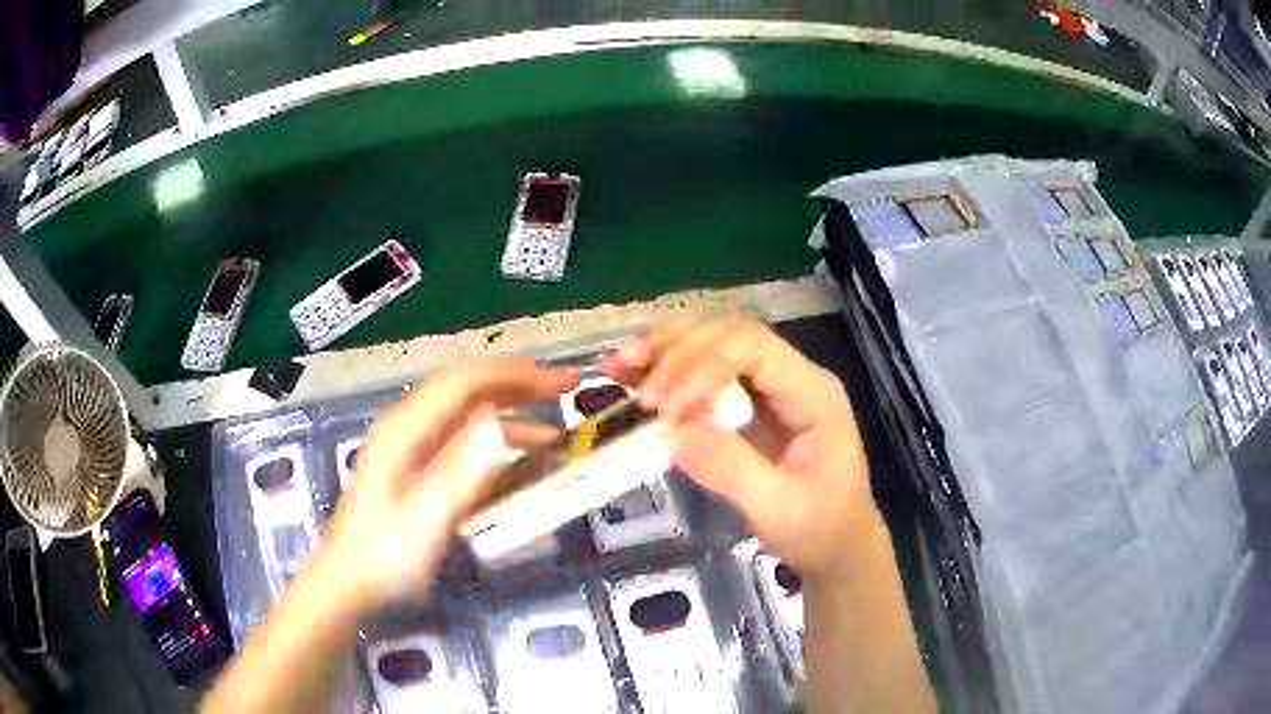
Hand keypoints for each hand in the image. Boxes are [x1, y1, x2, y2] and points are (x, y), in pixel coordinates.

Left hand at [313, 359, 578, 610]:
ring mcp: (412, 446)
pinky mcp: (417, 468)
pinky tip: (519, 460)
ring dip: (512, 415)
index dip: (518, 375)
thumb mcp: (426, 518)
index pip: (468, 381)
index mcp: (407, 428)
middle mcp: (409, 426)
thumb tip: (501, 423)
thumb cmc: (385, 555)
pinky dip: (497, 441)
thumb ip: (462, 472)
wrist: (347, 582)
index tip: (564, 383)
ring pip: (468, 414)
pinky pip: (463, 440)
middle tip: (568, 391)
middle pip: (469, 389)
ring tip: (555, 431)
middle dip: (520, 385)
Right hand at [604, 317, 875, 579]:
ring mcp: (770, 387)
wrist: (837, 546)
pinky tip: (633, 374)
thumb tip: (672, 430)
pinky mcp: (750, 403)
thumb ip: (730, 467)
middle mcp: (791, 376)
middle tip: (637, 388)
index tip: (667, 407)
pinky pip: (707, 373)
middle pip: (730, 334)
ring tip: (621, 364)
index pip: (753, 347)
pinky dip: (670, 371)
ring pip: (715, 344)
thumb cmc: (818, 528)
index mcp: (811, 392)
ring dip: (666, 351)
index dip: (703, 365)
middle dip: (678, 352)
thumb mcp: (777, 507)